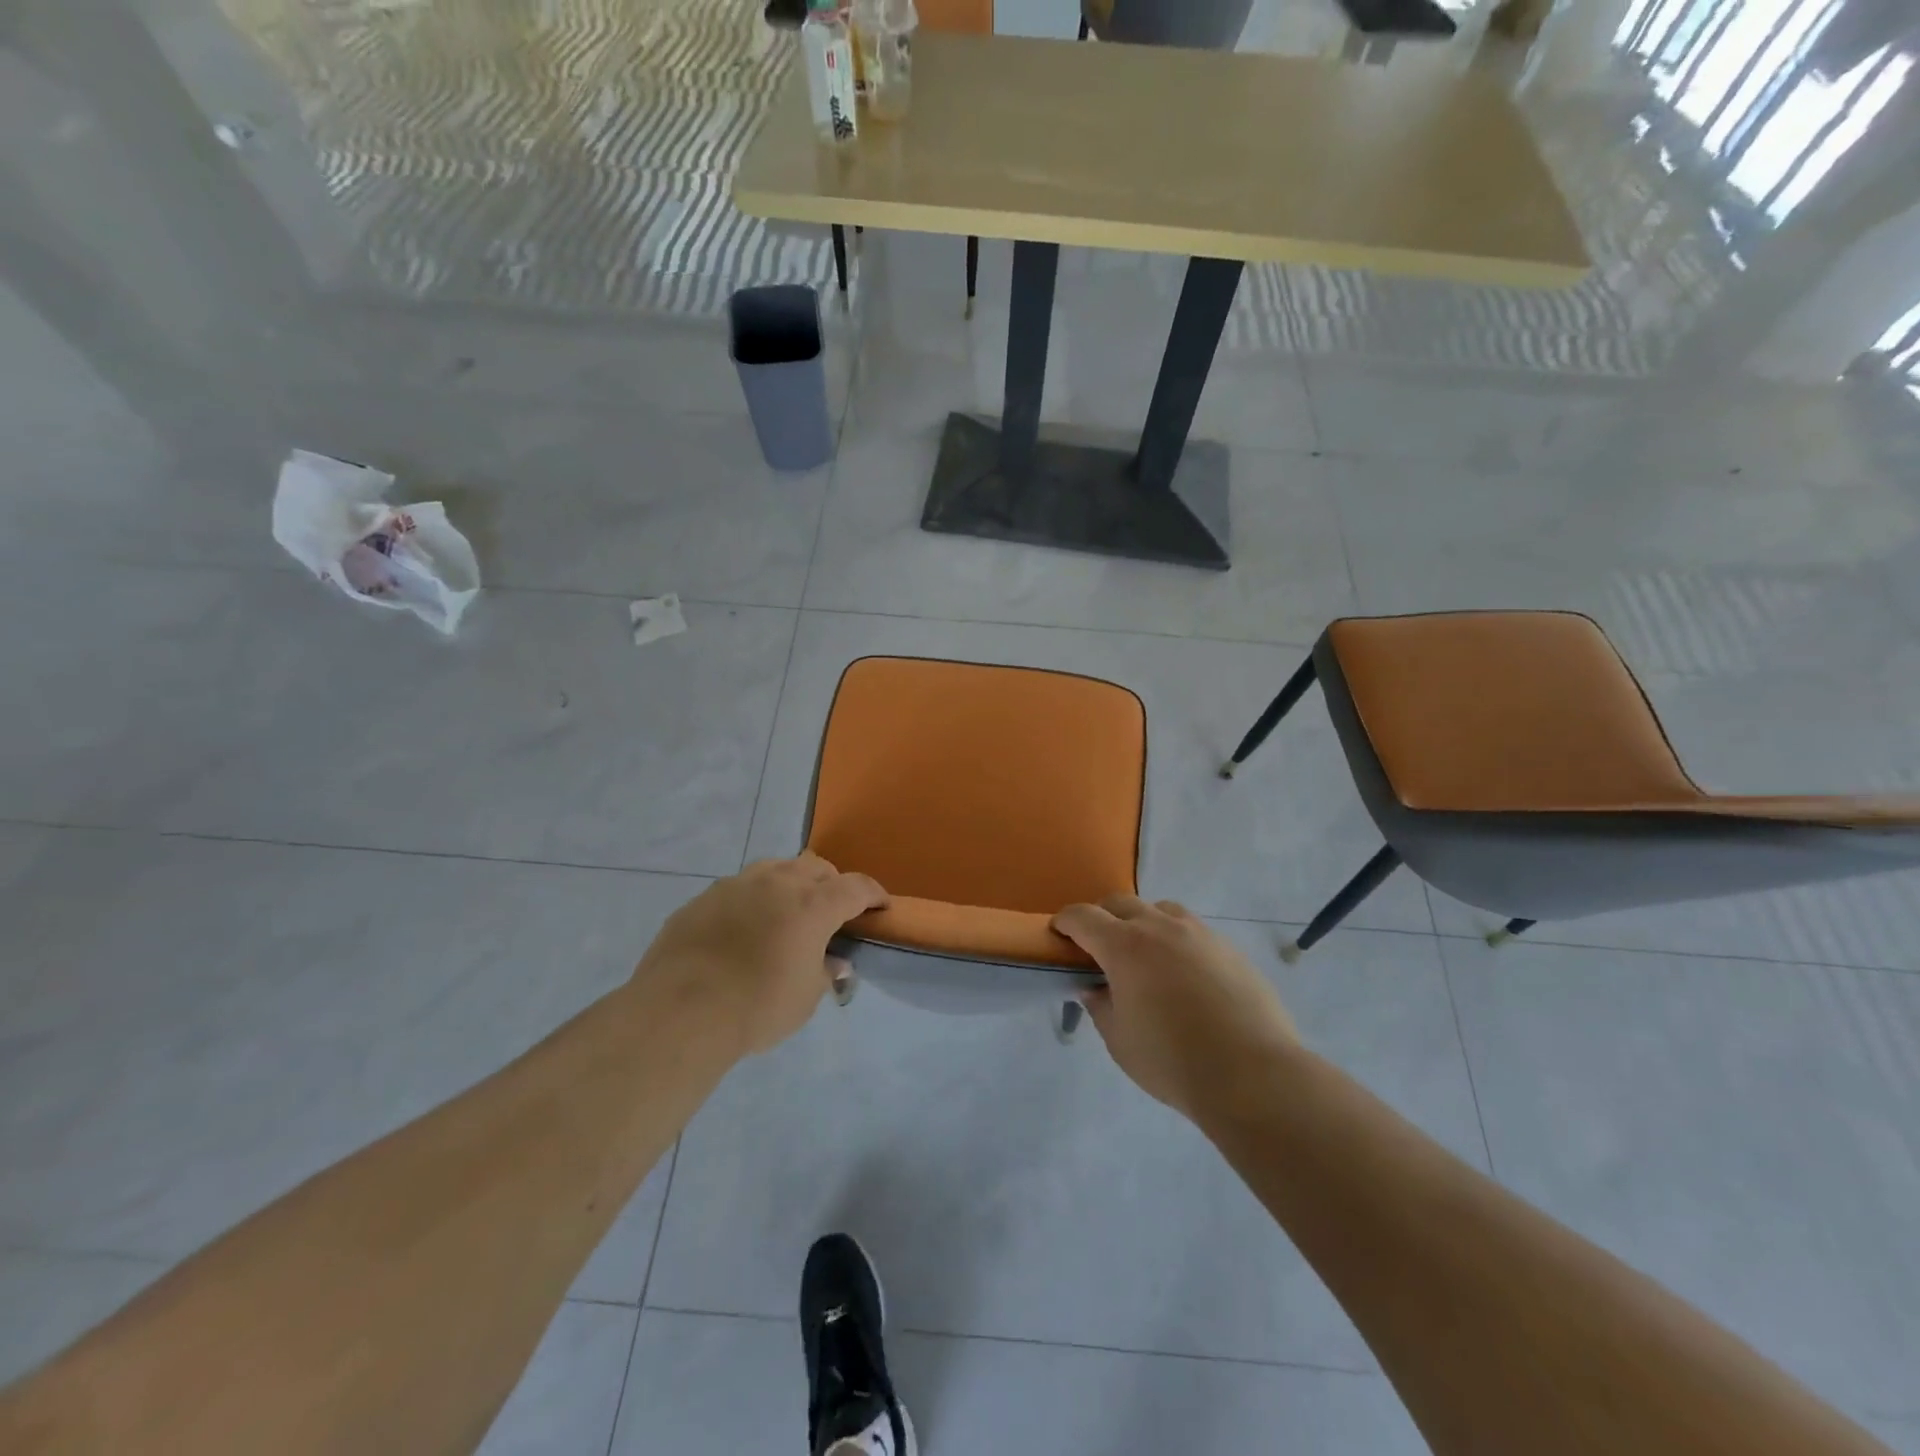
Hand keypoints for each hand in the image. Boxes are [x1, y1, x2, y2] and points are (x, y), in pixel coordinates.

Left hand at [635, 854, 887, 1055]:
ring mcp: (736, 885)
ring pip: (775, 868)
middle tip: (832, 910)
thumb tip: (835, 962)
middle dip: (831, 884)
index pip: (856, 887)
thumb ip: (825, 972)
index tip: (880, 906)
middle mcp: (778, 883)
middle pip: (816, 867)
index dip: (873, 894)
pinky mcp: (703, 898)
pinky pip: (738, 888)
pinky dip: (752, 900)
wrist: (680, 1011)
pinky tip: (743, 928)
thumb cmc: (757, 1006)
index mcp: (813, 904)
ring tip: (787, 911)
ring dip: (790, 883)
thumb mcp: (805, 998)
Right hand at [1053, 895, 1297, 1119]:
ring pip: (1161, 910)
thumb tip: (1095, 988)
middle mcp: (1160, 927)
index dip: (1065, 921)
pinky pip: (1193, 931)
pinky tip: (1185, 977)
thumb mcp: (1119, 1040)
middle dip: (1102, 918)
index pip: (1083, 917)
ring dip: (1143, 922)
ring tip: (1146, 956)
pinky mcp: (1229, 949)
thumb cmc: (1173, 1061)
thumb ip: (1100, 1006)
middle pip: (1120, 903)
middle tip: (1098, 947)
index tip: (1058, 934)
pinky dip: (1177, 942)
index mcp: (1124, 946)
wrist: (1253, 1075)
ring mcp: (1199, 933)